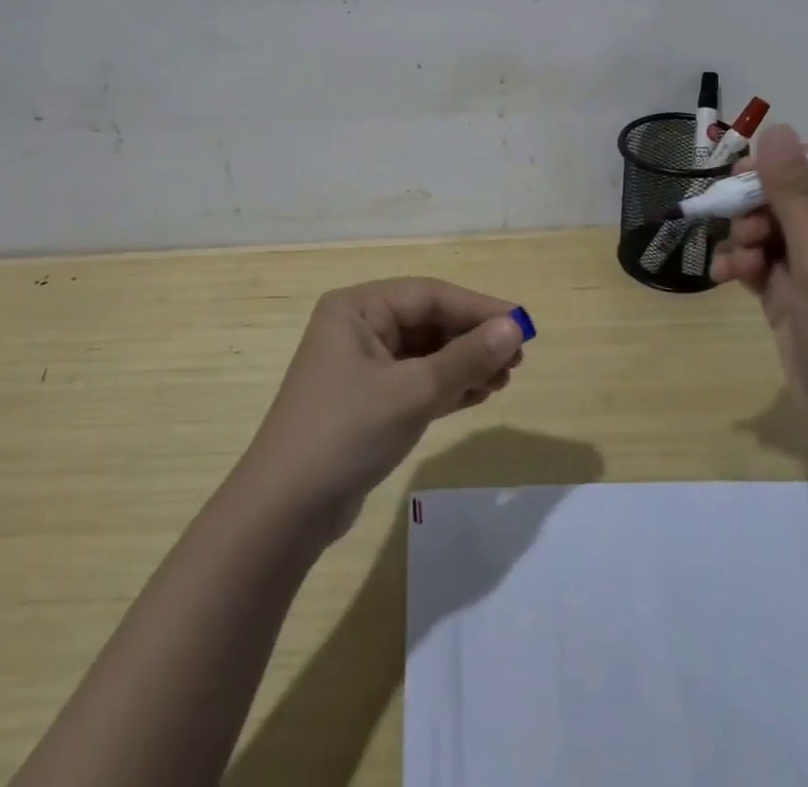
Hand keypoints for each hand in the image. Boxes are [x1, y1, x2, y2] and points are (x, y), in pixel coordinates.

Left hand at [237, 278, 525, 539]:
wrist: (284, 511)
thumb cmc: (346, 433)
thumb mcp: (412, 392)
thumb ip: (466, 358)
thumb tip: (515, 327)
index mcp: (358, 308)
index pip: (429, 295)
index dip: (479, 308)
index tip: (523, 323)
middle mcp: (358, 328)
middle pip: (428, 322)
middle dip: (473, 338)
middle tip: (518, 357)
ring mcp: (361, 366)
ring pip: (425, 353)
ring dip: (465, 364)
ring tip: (506, 378)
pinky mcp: (367, 401)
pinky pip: (416, 381)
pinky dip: (447, 386)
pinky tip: (480, 394)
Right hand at [711, 124, 807, 458]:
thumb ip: (793, 193)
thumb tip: (775, 130)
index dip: (787, 163)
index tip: (745, 174)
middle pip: (793, 194)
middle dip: (758, 207)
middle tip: (736, 223)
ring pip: (770, 226)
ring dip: (745, 237)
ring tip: (737, 263)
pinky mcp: (796, 295)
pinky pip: (762, 260)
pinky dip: (741, 263)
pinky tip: (725, 276)